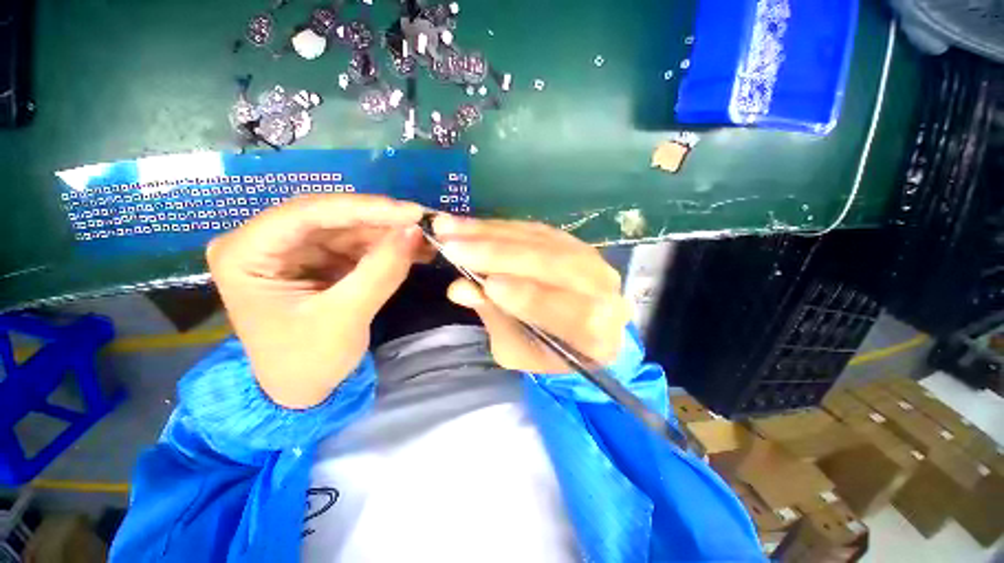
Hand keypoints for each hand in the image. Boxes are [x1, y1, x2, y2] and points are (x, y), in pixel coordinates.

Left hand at [206, 194, 426, 408]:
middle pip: (331, 217)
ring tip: (428, 238)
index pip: (306, 214)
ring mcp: (295, 248)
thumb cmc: (308, 361)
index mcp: (244, 254)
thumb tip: (414, 231)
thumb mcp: (346, 317)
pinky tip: (414, 248)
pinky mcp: (320, 258)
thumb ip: (381, 271)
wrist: (304, 389)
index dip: (364, 209)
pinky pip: (358, 243)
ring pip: (350, 228)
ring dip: (391, 233)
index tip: (412, 213)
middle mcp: (265, 241)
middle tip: (426, 223)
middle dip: (382, 221)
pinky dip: (388, 246)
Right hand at [433, 215, 630, 373]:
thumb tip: (461, 287)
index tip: (488, 284)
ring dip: (492, 233)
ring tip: (451, 228)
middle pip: (554, 265)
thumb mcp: (518, 350)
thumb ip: (495, 319)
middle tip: (453, 246)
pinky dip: (500, 227)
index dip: (528, 297)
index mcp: (597, 334)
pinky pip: (535, 229)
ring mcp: (591, 259)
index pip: (569, 312)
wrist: (579, 329)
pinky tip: (472, 225)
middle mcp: (602, 290)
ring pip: (540, 240)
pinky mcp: (572, 241)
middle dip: (500, 256)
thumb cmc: (547, 351)